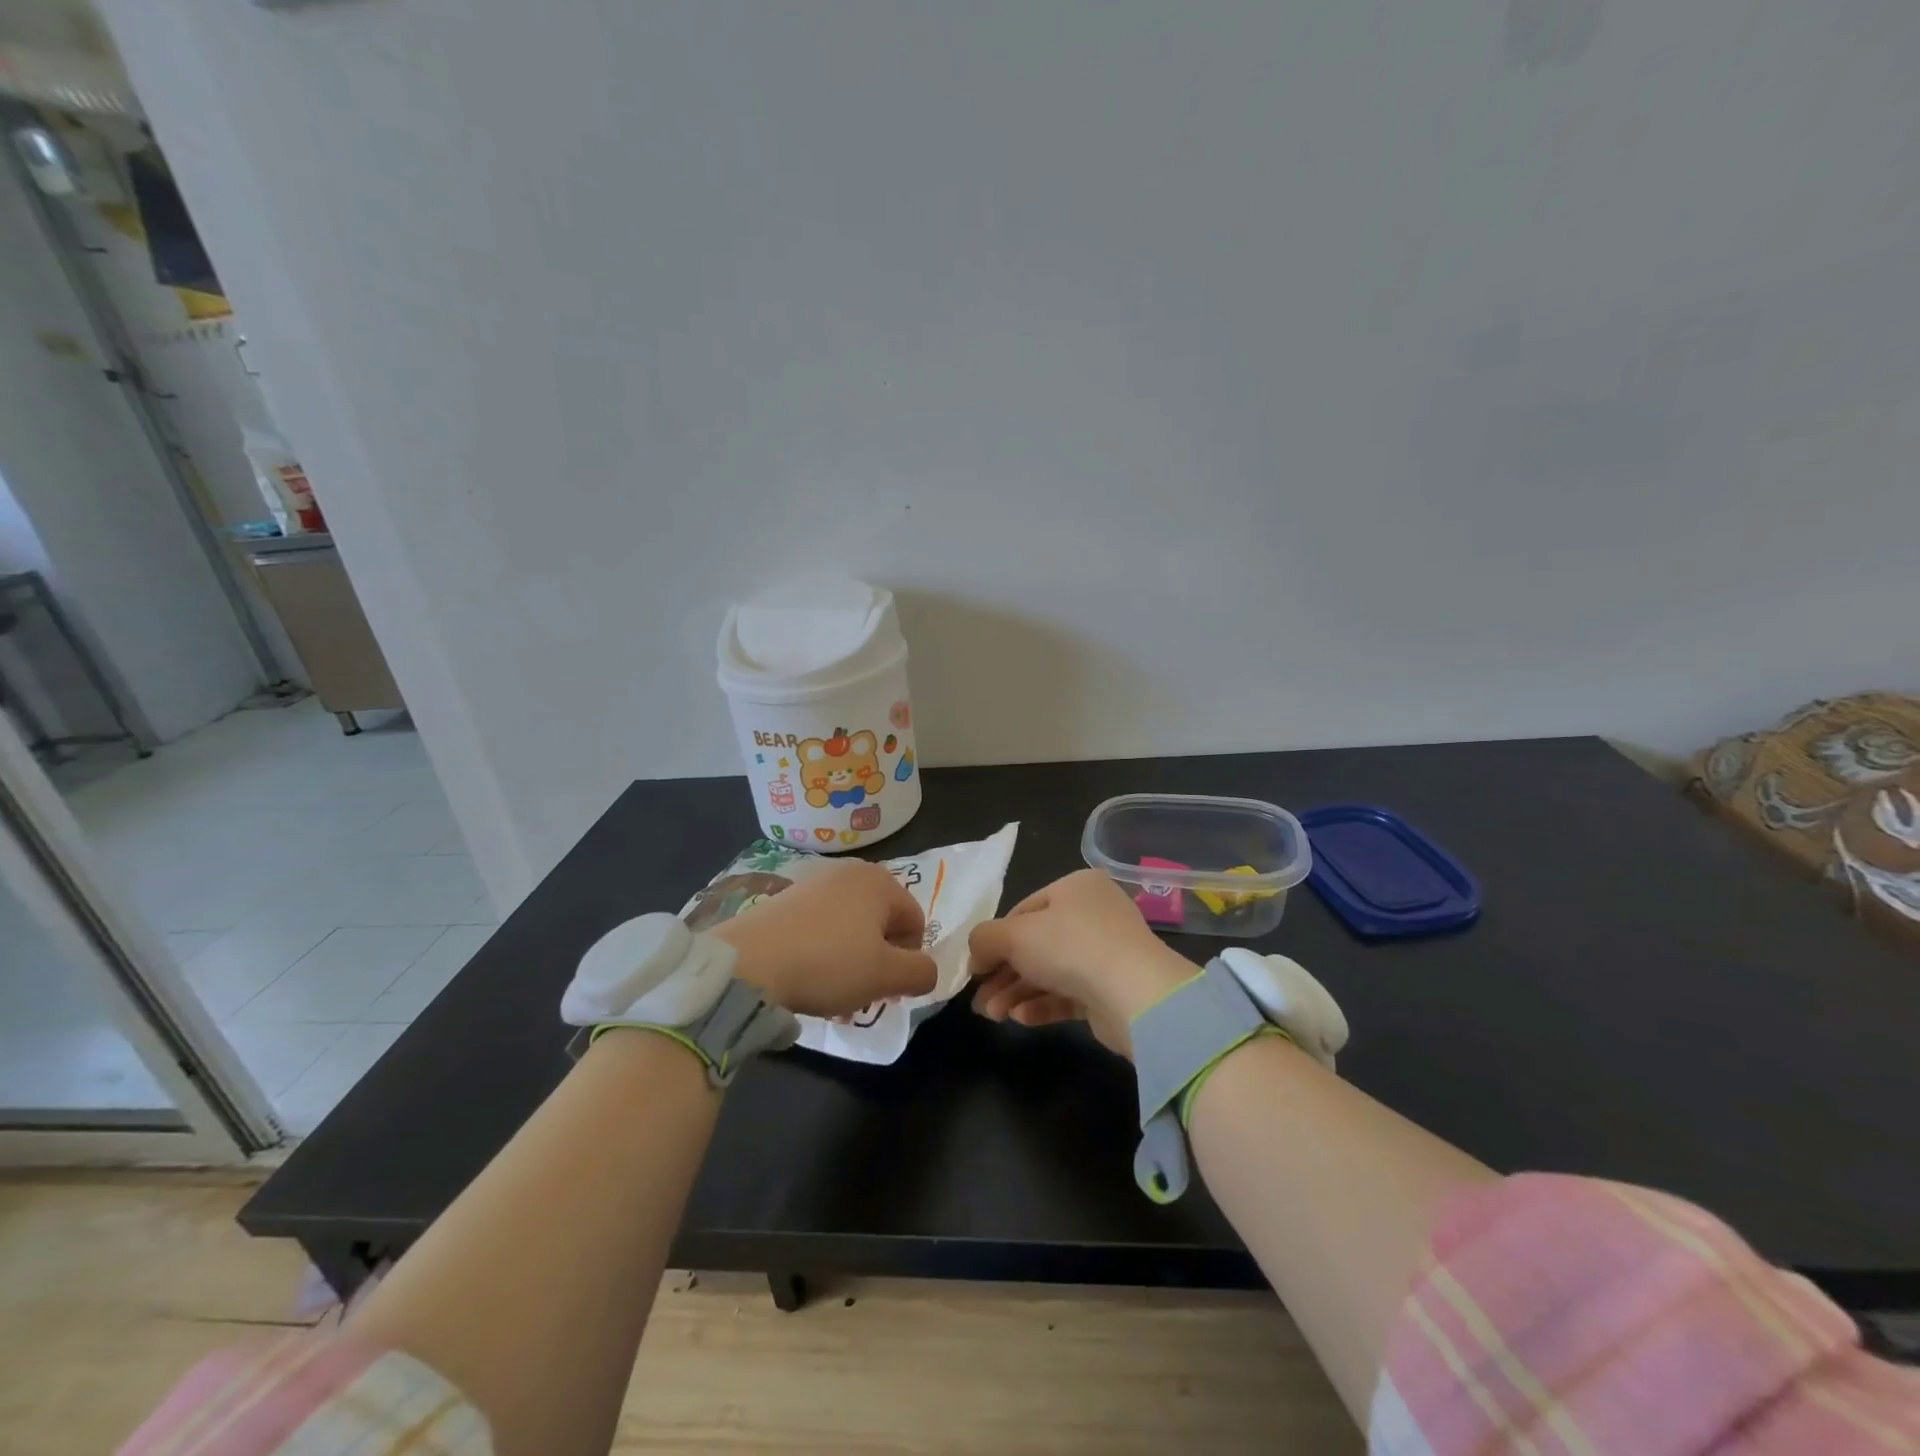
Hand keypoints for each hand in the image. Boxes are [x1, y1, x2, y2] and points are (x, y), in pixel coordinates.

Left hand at [712, 860, 936, 1018]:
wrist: (748, 963)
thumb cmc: (828, 964)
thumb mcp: (886, 976)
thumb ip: (921, 973)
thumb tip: (927, 972)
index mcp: (880, 881)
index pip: (916, 921)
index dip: (910, 959)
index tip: (889, 988)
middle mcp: (850, 872)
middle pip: (882, 924)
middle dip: (880, 962)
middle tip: (864, 993)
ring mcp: (814, 883)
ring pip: (851, 928)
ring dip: (852, 962)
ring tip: (834, 995)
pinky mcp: (786, 899)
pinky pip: (821, 927)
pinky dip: (824, 953)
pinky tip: (808, 980)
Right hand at [967, 869, 1196, 1057]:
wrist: (1136, 995)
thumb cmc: (1070, 947)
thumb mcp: (1014, 935)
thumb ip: (985, 939)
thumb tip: (976, 954)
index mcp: (1076, 887)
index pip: (1024, 910)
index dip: (995, 939)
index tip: (975, 967)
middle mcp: (1093, 914)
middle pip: (1036, 944)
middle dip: (1004, 974)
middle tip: (980, 1001)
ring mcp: (1105, 952)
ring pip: (1050, 971)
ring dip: (1017, 992)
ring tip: (994, 1015)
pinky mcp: (1111, 989)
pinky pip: (1069, 994)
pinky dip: (1042, 1004)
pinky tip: (1020, 1018)